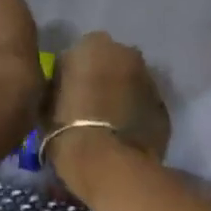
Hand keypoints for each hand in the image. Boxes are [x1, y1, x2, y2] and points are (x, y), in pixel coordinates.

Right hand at [48, 31, 170, 175]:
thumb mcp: (46, 101)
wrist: (108, 164)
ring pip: (132, 81)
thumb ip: (59, 83)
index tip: (68, 92)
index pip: (80, 52)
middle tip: (90, 104)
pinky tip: (125, 134)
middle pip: (112, 61)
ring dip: (122, 94)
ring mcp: (150, 79)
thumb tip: (66, 85)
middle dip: (103, 77)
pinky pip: (145, 104)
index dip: (74, 72)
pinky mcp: (164, 106)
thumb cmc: (67, 129)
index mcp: (93, 45)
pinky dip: (137, 113)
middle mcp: (126, 53)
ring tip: (109, 122)